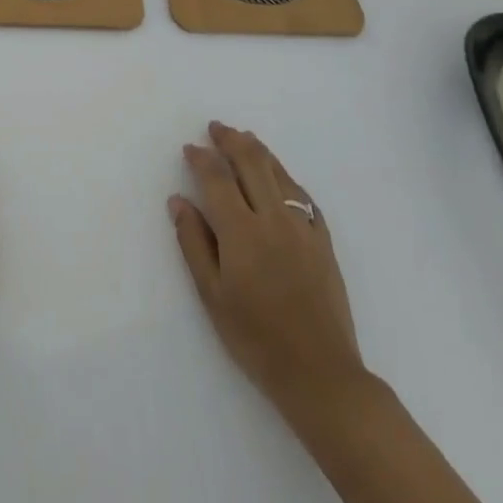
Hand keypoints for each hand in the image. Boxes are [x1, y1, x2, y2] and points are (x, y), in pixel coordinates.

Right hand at [169, 122, 366, 413]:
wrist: (321, 374)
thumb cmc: (256, 339)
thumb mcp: (212, 296)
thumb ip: (194, 243)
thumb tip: (179, 201)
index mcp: (242, 232)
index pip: (217, 179)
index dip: (202, 159)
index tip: (190, 148)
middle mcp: (274, 219)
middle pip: (252, 163)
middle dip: (231, 141)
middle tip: (216, 128)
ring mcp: (304, 228)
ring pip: (280, 173)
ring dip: (259, 151)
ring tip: (245, 138)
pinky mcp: (324, 241)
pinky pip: (303, 195)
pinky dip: (286, 177)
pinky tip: (280, 177)